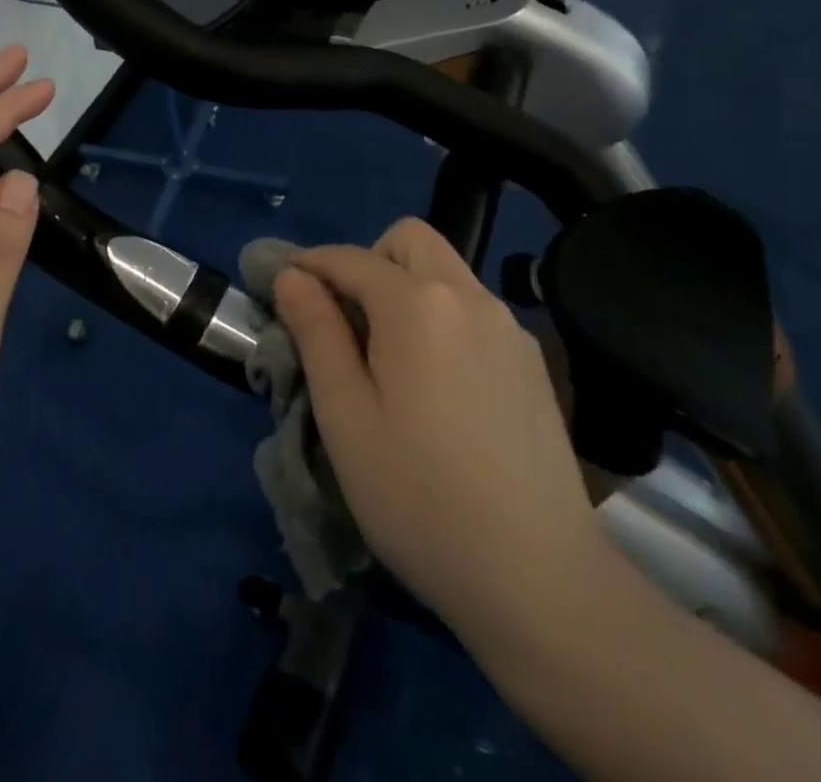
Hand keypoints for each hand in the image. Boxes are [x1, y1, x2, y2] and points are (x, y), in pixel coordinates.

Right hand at [273, 218, 615, 629]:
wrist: (539, 579)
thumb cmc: (419, 497)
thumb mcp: (346, 416)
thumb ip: (317, 332)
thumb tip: (293, 275)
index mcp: (418, 305)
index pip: (350, 258)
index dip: (309, 264)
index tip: (281, 287)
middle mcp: (469, 297)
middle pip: (409, 241)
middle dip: (367, 262)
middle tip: (345, 321)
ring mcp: (509, 327)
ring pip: (446, 272)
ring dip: (406, 287)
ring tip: (388, 358)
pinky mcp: (531, 361)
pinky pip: (473, 309)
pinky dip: (441, 317)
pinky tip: (438, 385)